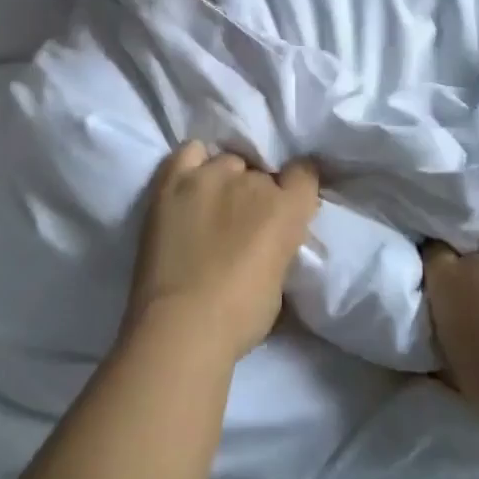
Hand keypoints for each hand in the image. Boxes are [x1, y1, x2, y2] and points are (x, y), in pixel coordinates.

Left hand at [126, 142, 319, 363]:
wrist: (181, 326)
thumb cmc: (238, 317)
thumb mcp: (280, 281)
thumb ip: (281, 246)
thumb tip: (271, 239)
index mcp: (287, 209)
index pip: (305, 172)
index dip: (297, 186)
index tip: (289, 201)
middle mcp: (253, 182)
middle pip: (261, 172)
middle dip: (256, 193)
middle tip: (242, 221)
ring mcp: (211, 176)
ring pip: (227, 162)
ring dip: (226, 180)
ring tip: (213, 206)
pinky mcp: (174, 181)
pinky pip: (190, 152)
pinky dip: (195, 163)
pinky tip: (192, 182)